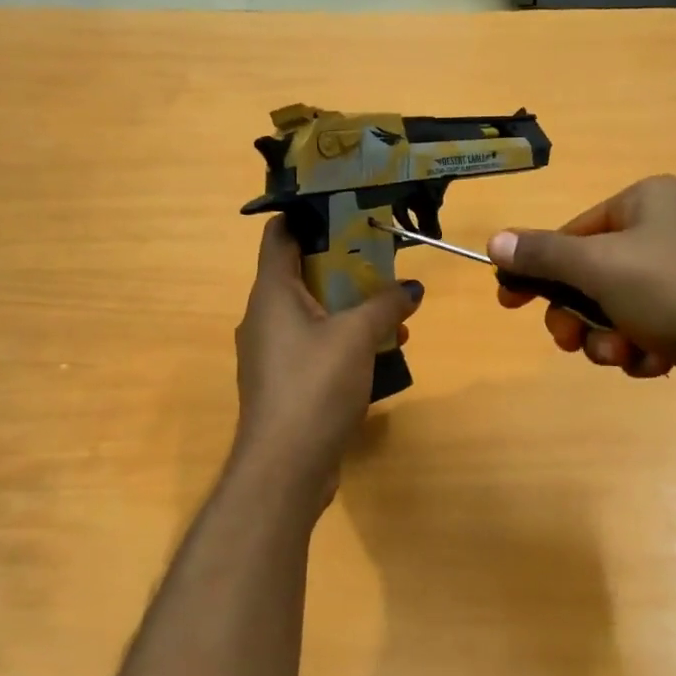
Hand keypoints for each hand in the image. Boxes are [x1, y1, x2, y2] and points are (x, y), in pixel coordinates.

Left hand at [232, 217, 423, 499]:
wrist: (286, 467)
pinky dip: (343, 341)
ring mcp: (272, 353)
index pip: (280, 233)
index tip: (348, 208)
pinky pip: (315, 346)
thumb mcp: (357, 337)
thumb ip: (385, 304)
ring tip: (393, 311)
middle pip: (303, 273)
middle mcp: (264, 317)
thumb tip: (411, 287)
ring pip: (313, 313)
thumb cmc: (315, 386)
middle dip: (346, 265)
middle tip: (385, 261)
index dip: (309, 214)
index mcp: (271, 293)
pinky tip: (380, 352)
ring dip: (351, 308)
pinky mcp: (284, 383)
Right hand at [489, 175, 675, 428]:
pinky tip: (657, 363)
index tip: (509, 301)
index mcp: (647, 202)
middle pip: (590, 275)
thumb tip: (494, 241)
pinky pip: (646, 332)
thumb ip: (542, 254)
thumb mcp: (598, 266)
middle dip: (578, 314)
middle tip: (570, 340)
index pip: (572, 231)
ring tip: (627, 353)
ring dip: (608, 338)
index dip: (538, 269)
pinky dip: (641, 351)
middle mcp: (668, 232)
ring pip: (614, 311)